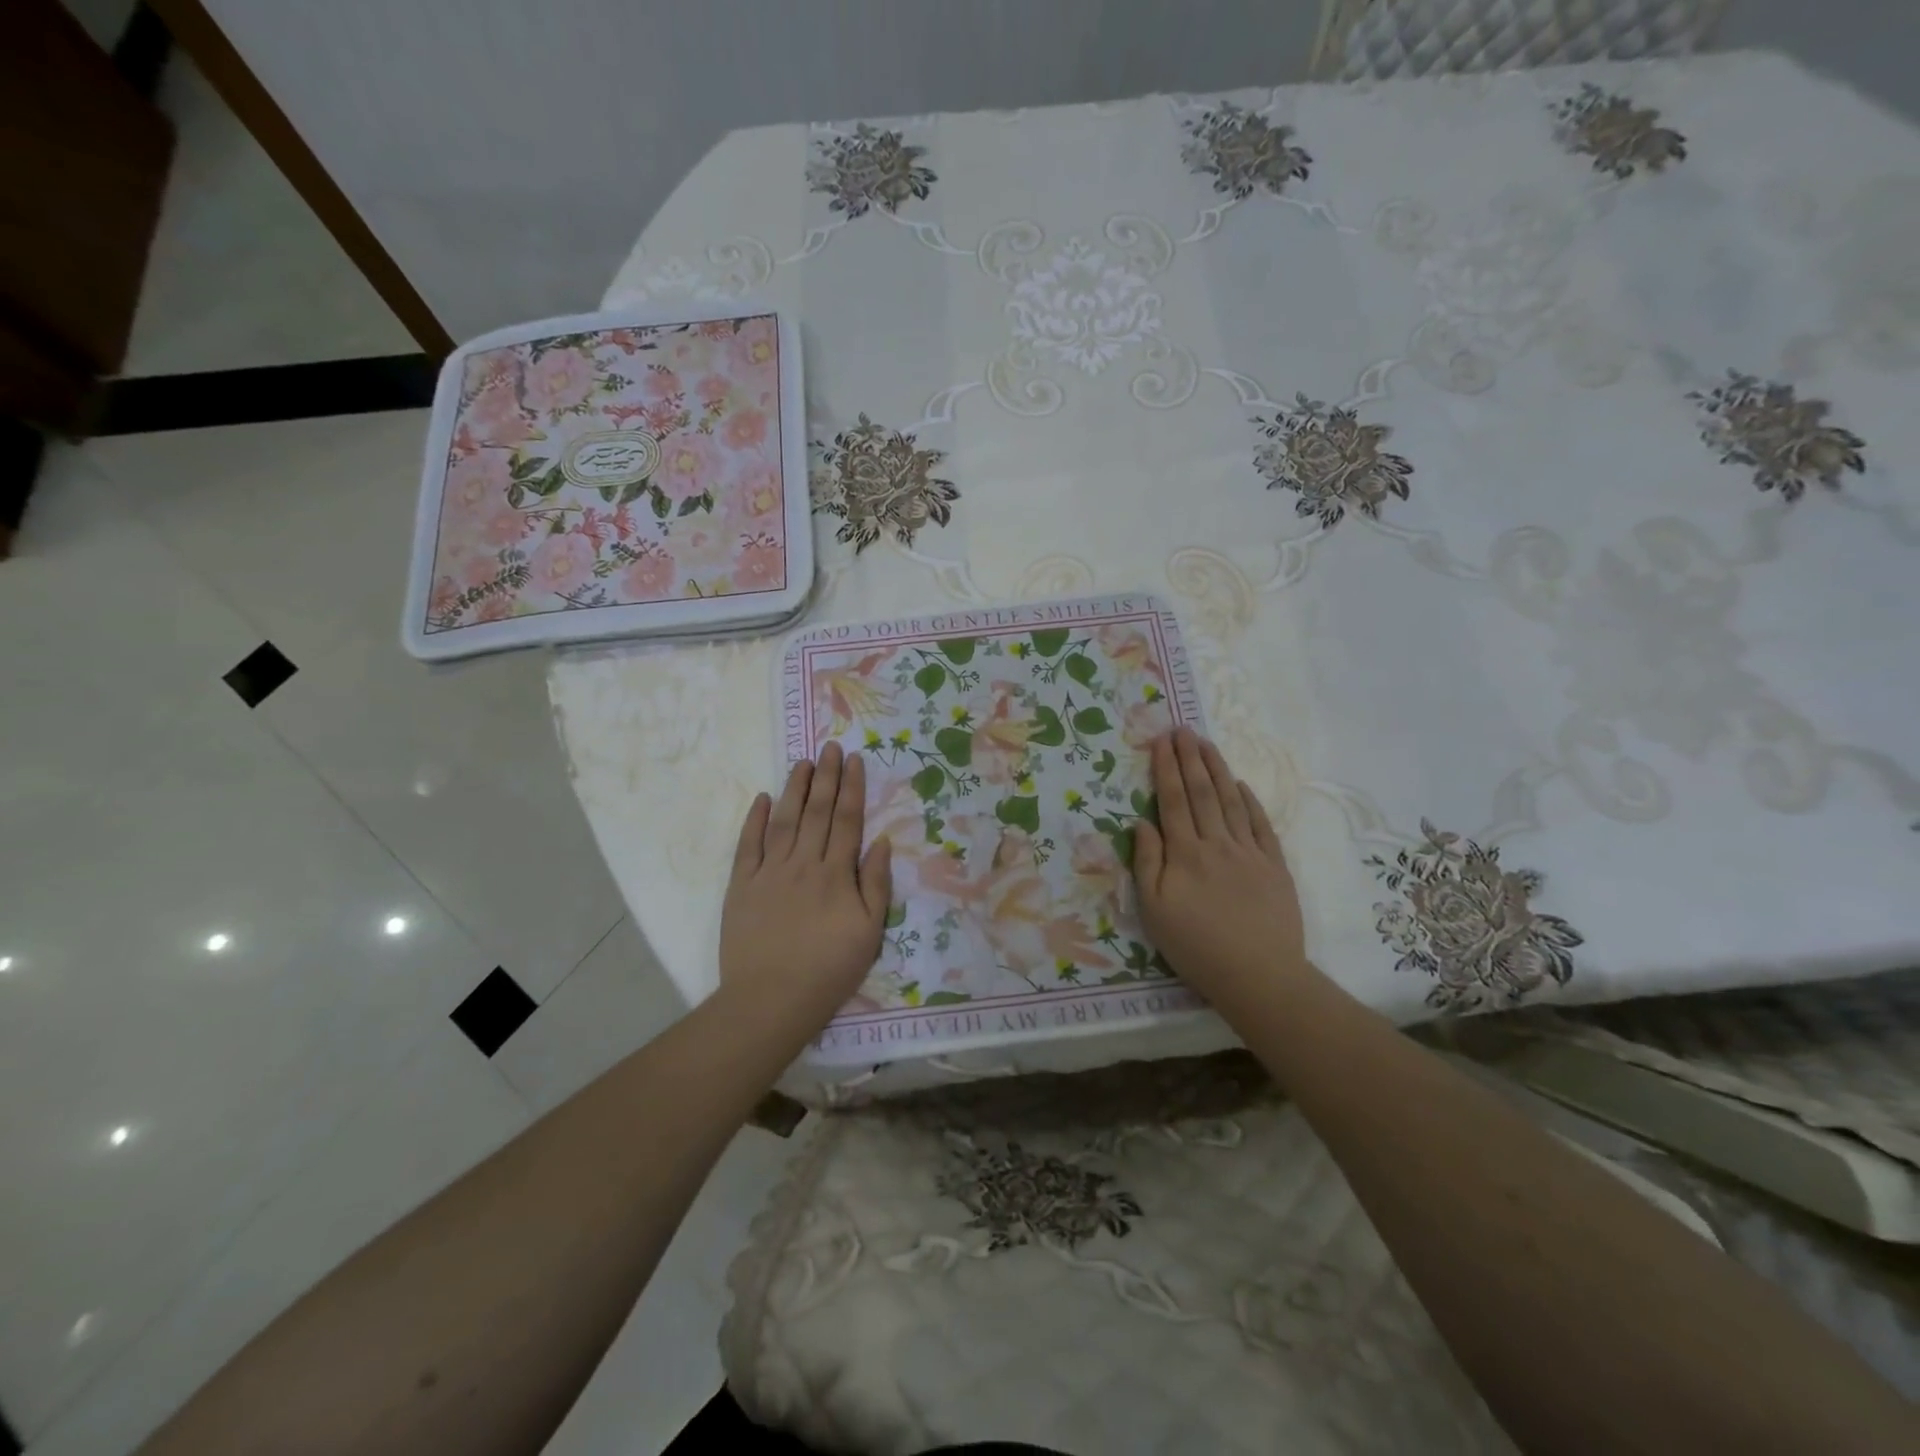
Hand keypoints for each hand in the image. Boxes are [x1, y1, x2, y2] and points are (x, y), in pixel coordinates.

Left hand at [720, 741, 892, 1033]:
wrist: (771, 1000)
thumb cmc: (829, 969)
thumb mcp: (869, 932)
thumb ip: (875, 883)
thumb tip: (881, 841)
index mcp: (836, 874)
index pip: (847, 821)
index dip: (853, 788)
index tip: (855, 761)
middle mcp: (803, 863)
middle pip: (818, 812)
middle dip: (827, 777)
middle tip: (831, 747)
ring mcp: (769, 872)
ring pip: (784, 820)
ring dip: (795, 789)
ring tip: (804, 763)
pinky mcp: (741, 886)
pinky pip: (748, 845)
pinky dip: (754, 820)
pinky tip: (762, 798)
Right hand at [1133, 728, 1310, 1007]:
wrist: (1259, 976)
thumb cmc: (1196, 947)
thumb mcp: (1155, 911)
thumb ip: (1147, 863)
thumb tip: (1142, 822)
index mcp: (1185, 853)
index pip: (1172, 800)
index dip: (1165, 768)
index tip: (1160, 740)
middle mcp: (1217, 843)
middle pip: (1201, 792)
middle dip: (1189, 758)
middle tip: (1181, 729)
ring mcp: (1249, 852)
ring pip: (1231, 801)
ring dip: (1216, 769)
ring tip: (1206, 744)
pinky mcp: (1274, 866)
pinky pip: (1260, 825)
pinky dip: (1250, 801)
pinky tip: (1240, 785)